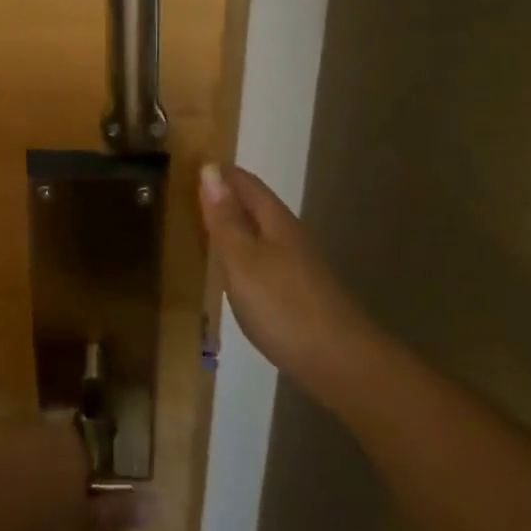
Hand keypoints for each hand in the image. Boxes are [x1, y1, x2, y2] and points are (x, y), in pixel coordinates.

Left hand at [0, 421, 149, 530]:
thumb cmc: (39, 529)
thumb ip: (115, 514)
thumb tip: (153, 503)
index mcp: (69, 445)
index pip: (80, 453)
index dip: (73, 479)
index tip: (65, 509)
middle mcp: (35, 426)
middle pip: (42, 446)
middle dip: (38, 471)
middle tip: (31, 513)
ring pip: (7, 447)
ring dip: (5, 470)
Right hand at [199, 162, 371, 394]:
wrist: (341, 363)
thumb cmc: (284, 306)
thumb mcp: (243, 260)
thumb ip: (225, 219)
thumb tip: (210, 169)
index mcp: (276, 222)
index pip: (246, 183)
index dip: (221, 173)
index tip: (191, 166)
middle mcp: (289, 236)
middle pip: (255, 206)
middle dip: (225, 197)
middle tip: (188, 196)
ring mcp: (297, 266)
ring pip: (260, 233)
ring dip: (234, 225)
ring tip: (203, 229)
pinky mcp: (299, 292)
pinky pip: (264, 258)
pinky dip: (243, 254)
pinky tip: (233, 271)